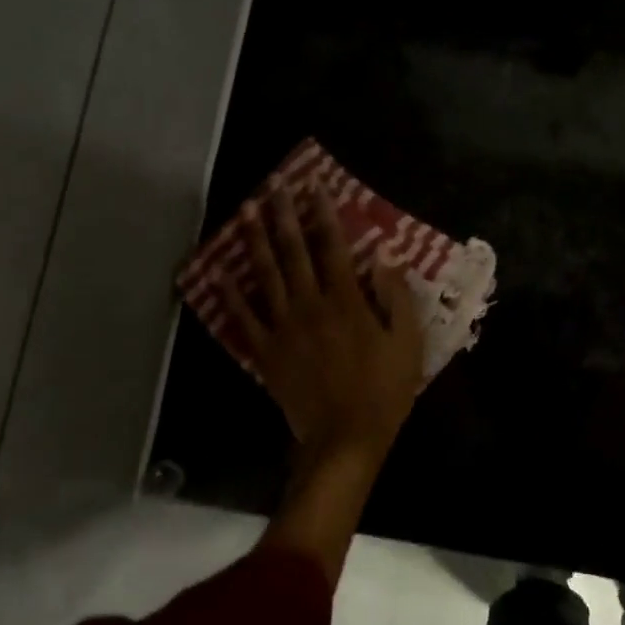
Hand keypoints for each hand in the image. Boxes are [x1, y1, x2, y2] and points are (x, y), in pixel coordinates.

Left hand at [220, 182, 424, 474]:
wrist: (345, 439)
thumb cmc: (384, 391)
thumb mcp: (408, 342)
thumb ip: (396, 296)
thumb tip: (385, 255)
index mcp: (347, 301)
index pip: (333, 246)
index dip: (324, 214)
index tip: (314, 186)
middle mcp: (311, 305)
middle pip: (294, 252)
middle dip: (284, 215)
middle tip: (274, 185)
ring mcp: (284, 328)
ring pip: (265, 275)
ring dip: (254, 241)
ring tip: (246, 211)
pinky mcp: (266, 352)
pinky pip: (243, 318)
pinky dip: (229, 295)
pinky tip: (217, 272)